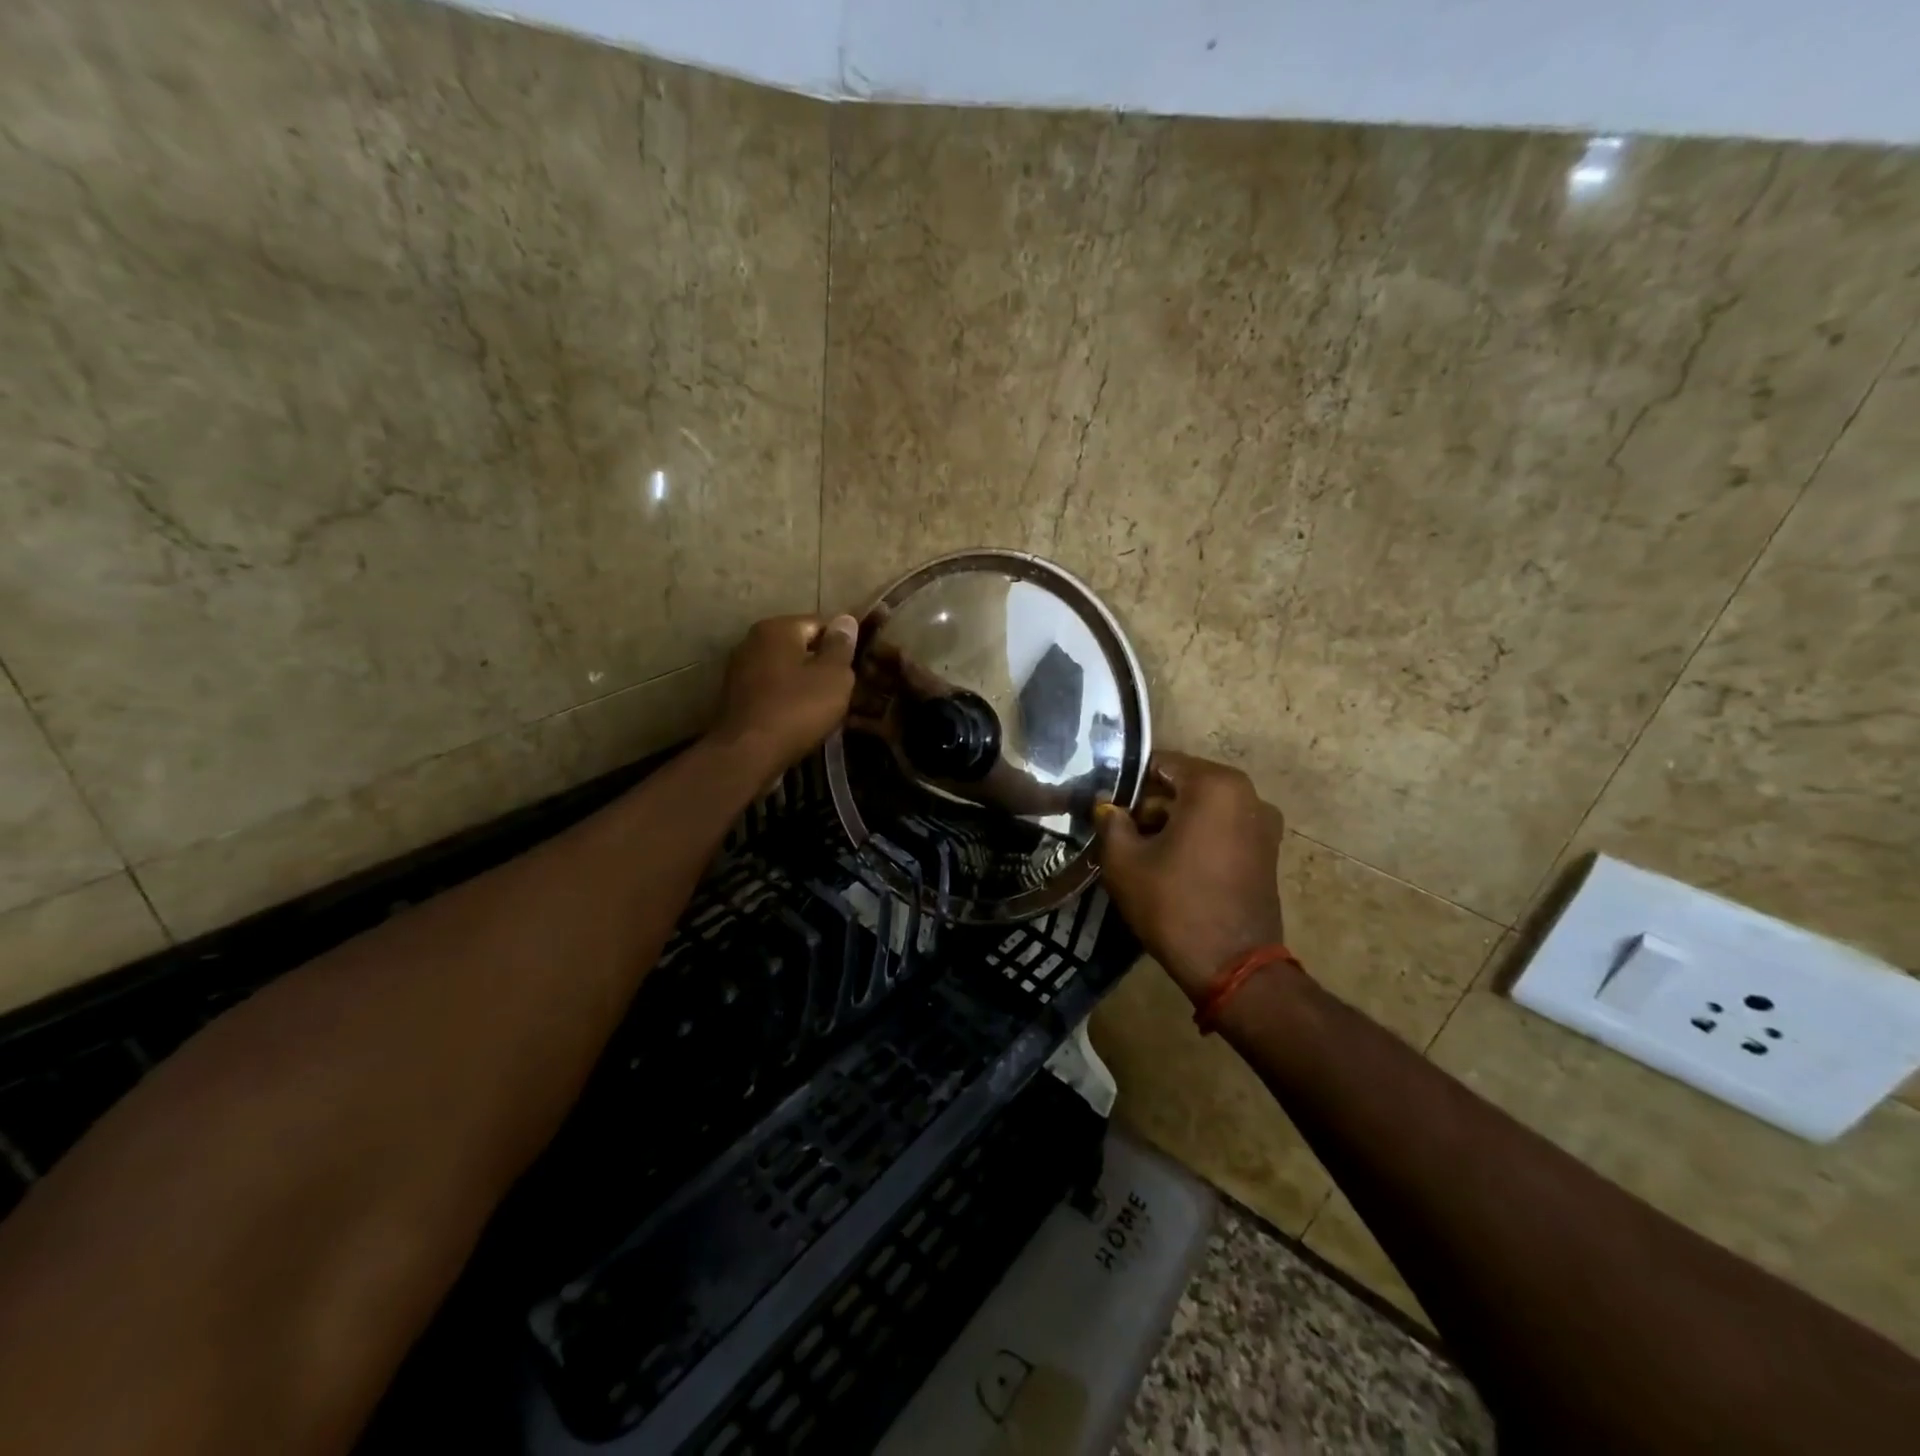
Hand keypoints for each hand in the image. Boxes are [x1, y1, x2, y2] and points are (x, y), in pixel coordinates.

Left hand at [708, 614, 859, 774]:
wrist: (747, 753)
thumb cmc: (797, 708)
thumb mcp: (834, 676)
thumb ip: (841, 646)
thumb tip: (846, 620)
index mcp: (778, 628)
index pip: (821, 623)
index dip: (843, 643)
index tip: (858, 665)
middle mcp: (753, 641)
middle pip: (800, 646)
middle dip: (823, 664)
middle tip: (846, 688)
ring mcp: (739, 669)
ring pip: (785, 670)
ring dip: (805, 683)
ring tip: (827, 706)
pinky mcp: (735, 697)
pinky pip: (771, 690)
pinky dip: (787, 699)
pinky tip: (801, 718)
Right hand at [1092, 751, 1288, 1000]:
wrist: (1233, 966)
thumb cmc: (1174, 904)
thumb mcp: (1124, 861)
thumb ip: (1110, 822)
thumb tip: (1106, 806)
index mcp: (1214, 785)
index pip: (1160, 764)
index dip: (1128, 783)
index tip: (1107, 807)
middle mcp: (1247, 794)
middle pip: (1184, 784)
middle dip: (1151, 804)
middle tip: (1121, 832)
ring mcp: (1263, 823)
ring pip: (1204, 807)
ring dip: (1174, 822)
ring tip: (1144, 852)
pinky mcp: (1267, 850)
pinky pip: (1223, 828)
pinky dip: (1198, 836)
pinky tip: (1174, 865)